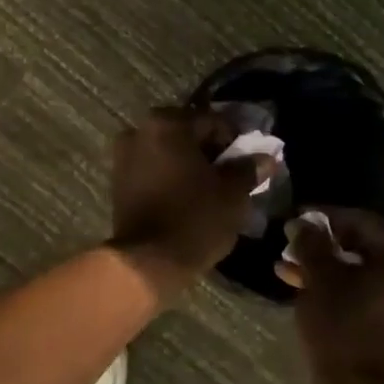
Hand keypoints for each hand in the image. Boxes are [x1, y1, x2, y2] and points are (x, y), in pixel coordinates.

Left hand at [107, 108, 269, 299]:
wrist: (148, 261)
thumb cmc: (195, 219)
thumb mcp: (232, 194)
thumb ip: (248, 169)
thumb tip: (265, 159)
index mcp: (168, 124)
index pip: (213, 121)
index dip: (235, 140)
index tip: (248, 161)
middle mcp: (140, 130)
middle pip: (187, 134)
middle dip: (210, 151)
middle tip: (231, 174)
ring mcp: (124, 155)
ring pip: (168, 151)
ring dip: (189, 163)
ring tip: (210, 188)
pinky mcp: (118, 180)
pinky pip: (153, 168)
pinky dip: (171, 176)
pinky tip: (187, 196)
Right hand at [283, 210, 383, 383]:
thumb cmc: (343, 327)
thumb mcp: (320, 277)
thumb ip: (311, 243)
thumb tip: (303, 224)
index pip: (363, 222)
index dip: (325, 218)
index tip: (296, 218)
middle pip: (368, 248)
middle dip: (326, 247)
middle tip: (293, 246)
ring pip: (369, 275)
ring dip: (331, 271)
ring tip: (291, 271)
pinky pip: (376, 297)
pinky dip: (347, 292)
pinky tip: (310, 292)